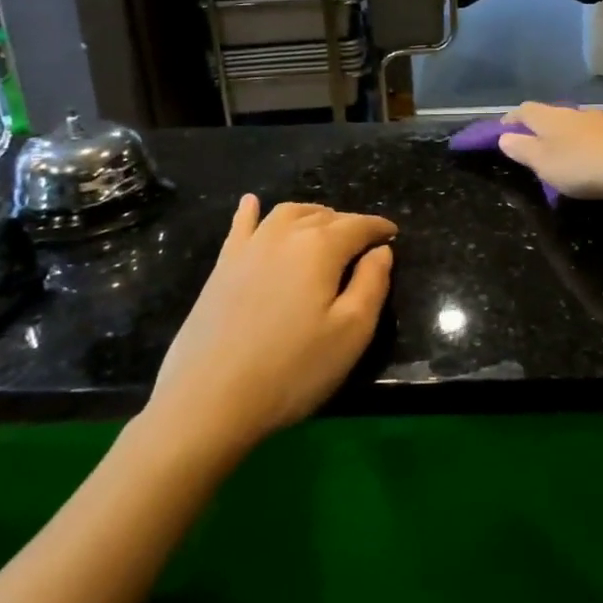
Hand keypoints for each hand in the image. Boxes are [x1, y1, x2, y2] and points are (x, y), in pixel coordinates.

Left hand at [143, 196, 395, 459]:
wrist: (209, 399)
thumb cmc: (292, 369)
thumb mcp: (351, 332)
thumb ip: (372, 284)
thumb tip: (380, 251)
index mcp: (321, 247)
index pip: (358, 225)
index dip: (379, 228)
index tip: (393, 235)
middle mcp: (284, 235)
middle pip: (324, 216)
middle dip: (347, 224)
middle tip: (362, 245)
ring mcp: (249, 248)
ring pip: (287, 214)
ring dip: (311, 215)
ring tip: (324, 229)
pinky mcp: (222, 266)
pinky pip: (241, 226)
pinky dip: (251, 211)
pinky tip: (251, 204)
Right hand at [497, 102, 602, 201]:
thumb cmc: (584, 165)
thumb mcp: (544, 163)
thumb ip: (522, 149)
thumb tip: (504, 138)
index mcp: (550, 117)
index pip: (524, 110)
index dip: (511, 120)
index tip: (501, 132)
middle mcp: (574, 112)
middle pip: (549, 114)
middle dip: (537, 128)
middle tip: (530, 147)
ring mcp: (600, 120)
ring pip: (573, 124)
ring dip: (563, 136)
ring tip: (560, 156)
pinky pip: (594, 136)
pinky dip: (585, 144)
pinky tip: (589, 159)